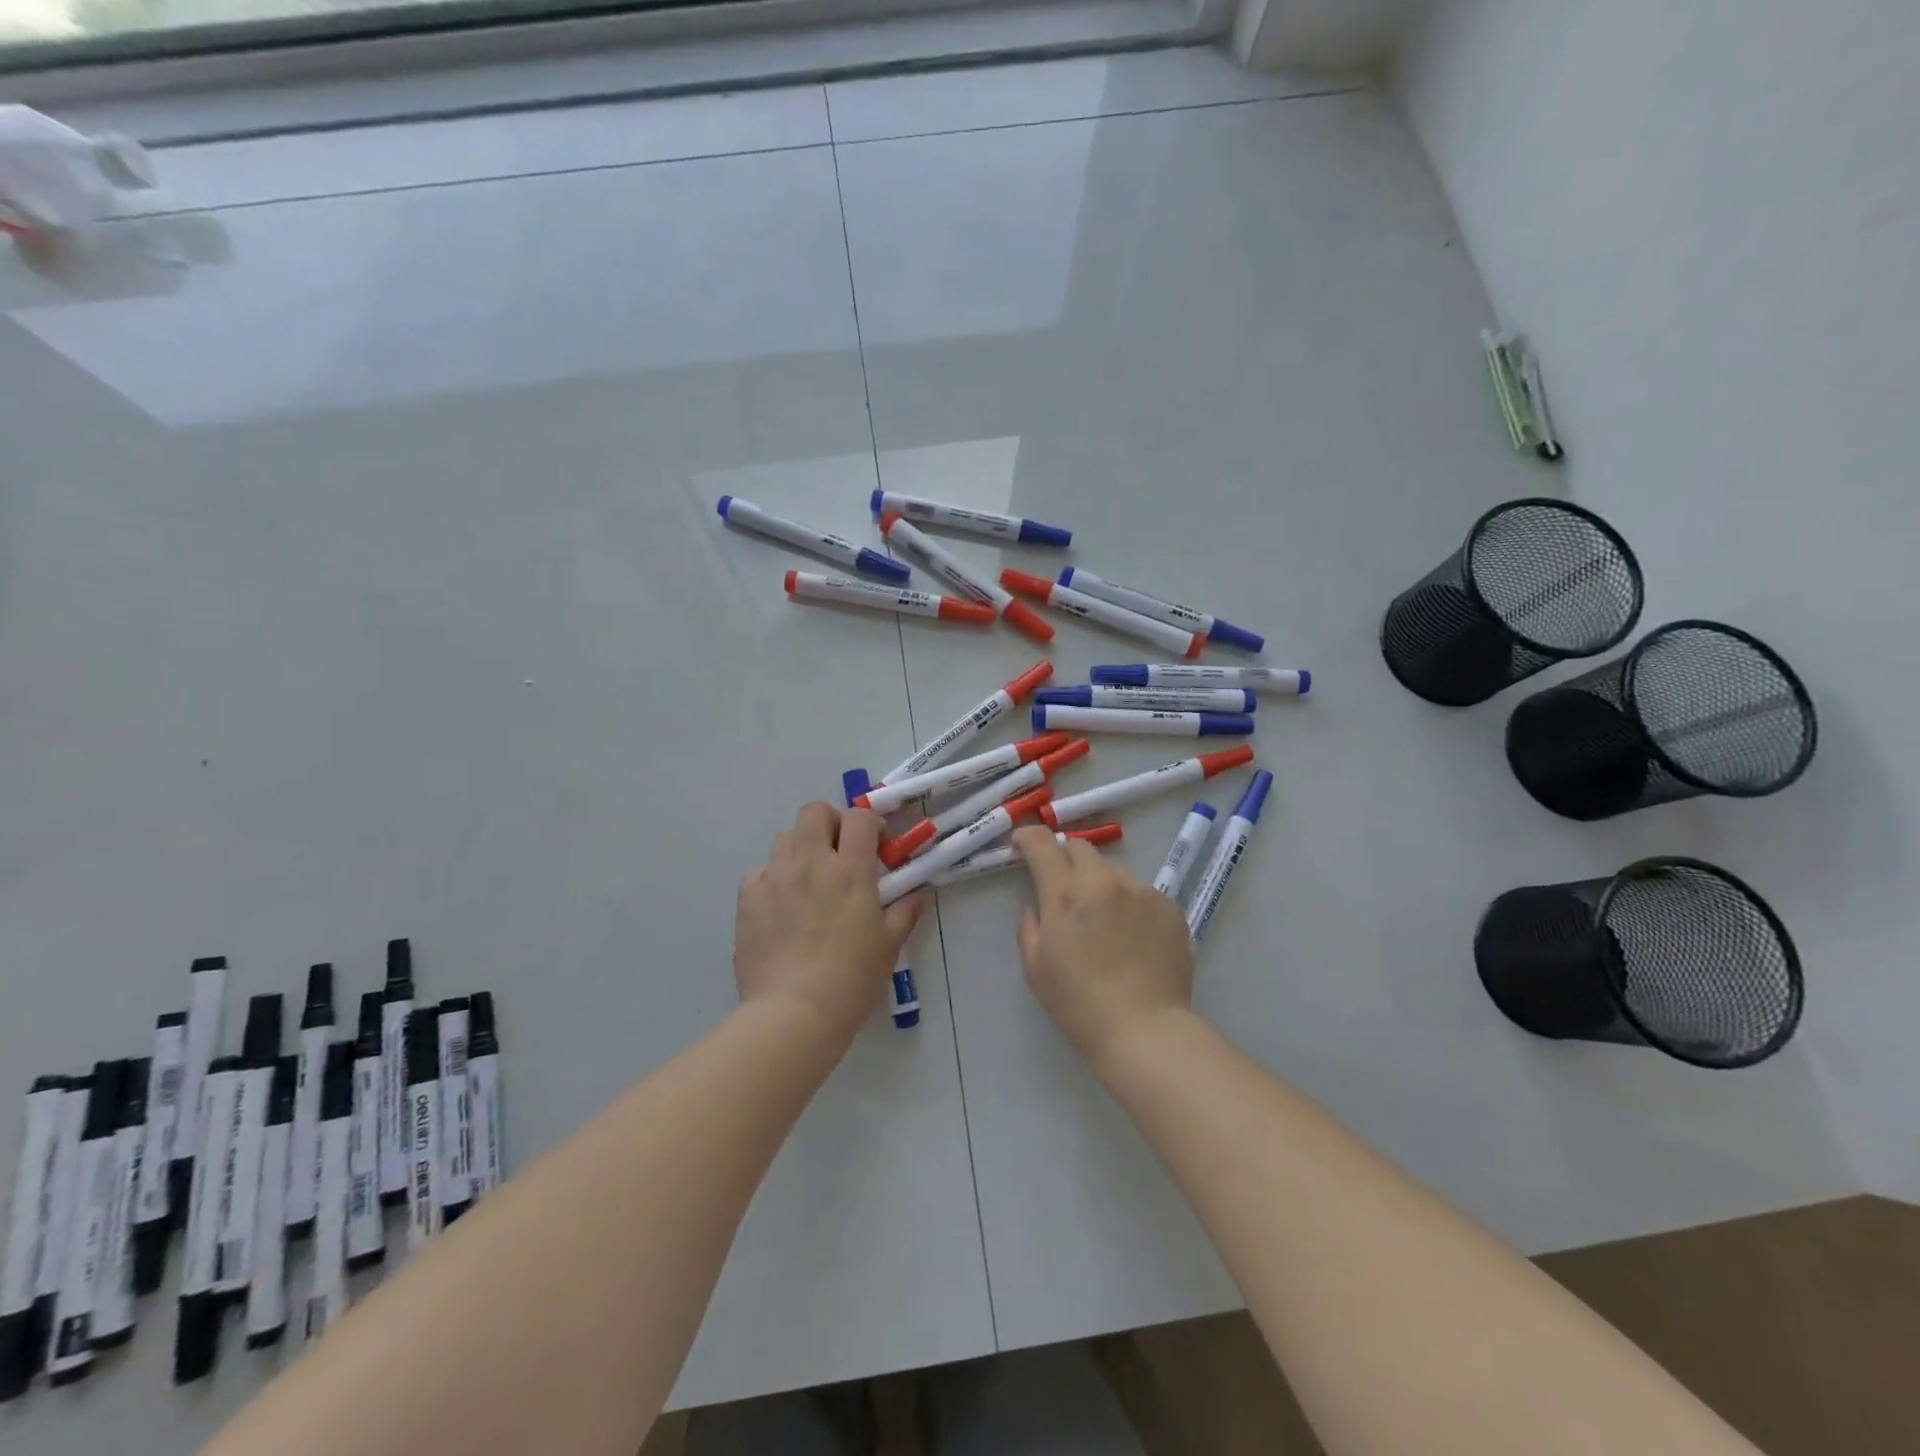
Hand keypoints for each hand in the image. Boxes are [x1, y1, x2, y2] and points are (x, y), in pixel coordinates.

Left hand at [735, 803, 922, 1047]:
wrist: (793, 1013)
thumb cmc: (851, 978)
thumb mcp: (889, 945)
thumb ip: (904, 912)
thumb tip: (918, 894)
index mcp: (850, 870)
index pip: (859, 818)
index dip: (869, 824)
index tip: (875, 845)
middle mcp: (810, 862)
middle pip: (814, 812)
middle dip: (829, 822)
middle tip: (838, 851)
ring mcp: (775, 878)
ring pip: (784, 838)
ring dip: (801, 848)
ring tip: (809, 879)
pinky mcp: (748, 899)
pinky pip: (760, 871)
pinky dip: (773, 878)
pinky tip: (781, 905)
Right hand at [1013, 827, 1194, 1070]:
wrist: (1145, 1030)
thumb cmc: (1079, 1004)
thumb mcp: (1035, 968)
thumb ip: (1029, 927)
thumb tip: (1037, 906)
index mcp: (1065, 894)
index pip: (1042, 844)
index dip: (1028, 837)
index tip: (1021, 846)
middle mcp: (1104, 882)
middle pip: (1079, 848)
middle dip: (1064, 859)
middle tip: (1063, 887)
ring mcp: (1141, 892)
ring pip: (1113, 870)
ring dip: (1099, 883)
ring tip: (1103, 919)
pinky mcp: (1169, 907)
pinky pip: (1141, 892)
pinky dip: (1129, 904)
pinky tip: (1131, 936)